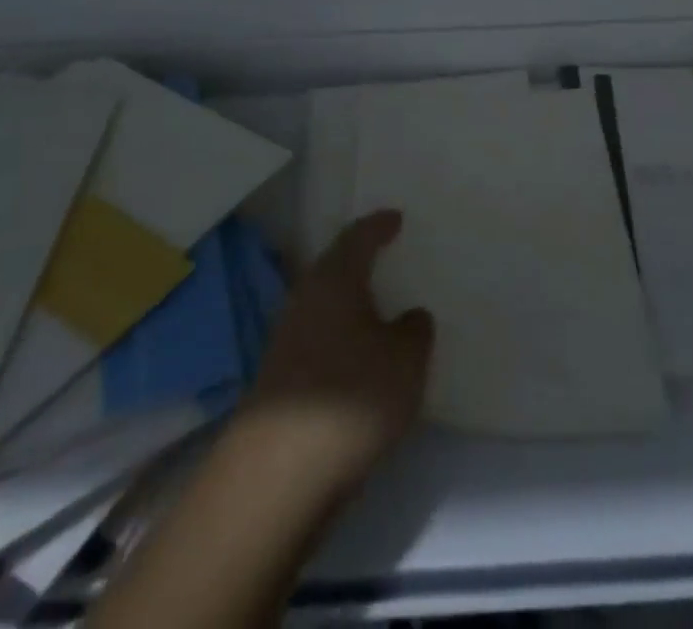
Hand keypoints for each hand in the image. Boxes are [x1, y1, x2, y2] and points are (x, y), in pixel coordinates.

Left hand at [238, 210, 433, 499]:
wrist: (277, 475)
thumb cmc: (351, 396)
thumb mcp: (406, 360)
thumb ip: (415, 331)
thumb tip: (410, 317)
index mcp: (335, 278)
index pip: (359, 237)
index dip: (379, 225)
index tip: (396, 218)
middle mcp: (306, 298)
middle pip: (335, 267)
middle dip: (360, 260)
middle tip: (386, 255)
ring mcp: (287, 338)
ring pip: (325, 304)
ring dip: (349, 302)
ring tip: (379, 306)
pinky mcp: (280, 377)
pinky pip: (319, 337)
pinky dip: (340, 336)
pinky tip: (358, 356)